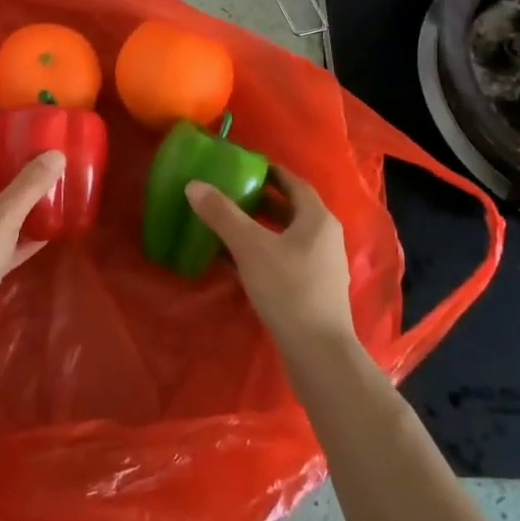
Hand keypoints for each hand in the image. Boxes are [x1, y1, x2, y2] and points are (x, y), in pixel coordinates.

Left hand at [0, 151, 66, 365]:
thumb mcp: (2, 217)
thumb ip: (29, 185)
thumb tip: (56, 154)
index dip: (1, 158)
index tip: (31, 153)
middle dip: (14, 186)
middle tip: (46, 176)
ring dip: (19, 214)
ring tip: (51, 202)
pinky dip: (18, 241)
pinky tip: (46, 236)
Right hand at [185, 166, 354, 351]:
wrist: (318, 353)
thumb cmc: (288, 289)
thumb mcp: (250, 246)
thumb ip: (222, 214)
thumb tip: (194, 185)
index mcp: (317, 219)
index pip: (294, 184)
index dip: (271, 173)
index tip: (245, 167)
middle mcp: (325, 238)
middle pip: (291, 210)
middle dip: (262, 201)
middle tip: (230, 194)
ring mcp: (322, 267)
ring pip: (287, 237)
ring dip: (260, 229)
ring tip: (228, 225)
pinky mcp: (313, 292)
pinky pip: (285, 260)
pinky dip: (262, 254)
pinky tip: (237, 263)